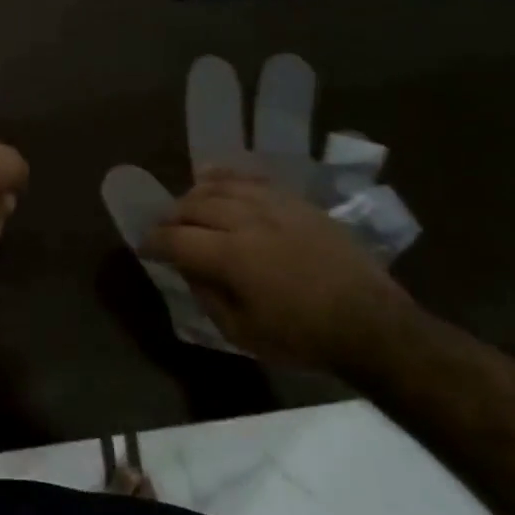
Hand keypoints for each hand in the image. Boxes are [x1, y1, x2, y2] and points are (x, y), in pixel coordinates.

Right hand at [143, 168, 419, 369]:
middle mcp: (247, 221)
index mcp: (231, 256)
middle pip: (194, 205)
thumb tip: (189, 270)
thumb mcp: (242, 333)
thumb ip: (208, 296)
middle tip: (166, 230)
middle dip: (172, 217)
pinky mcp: (297, 202)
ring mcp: (274, 206)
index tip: (144, 247)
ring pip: (221, 187)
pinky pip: (253, 179)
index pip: (176, 238)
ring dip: (196, 195)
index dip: (154, 241)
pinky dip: (228, 177)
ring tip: (188, 206)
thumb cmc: (302, 337)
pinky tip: (216, 180)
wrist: (370, 323)